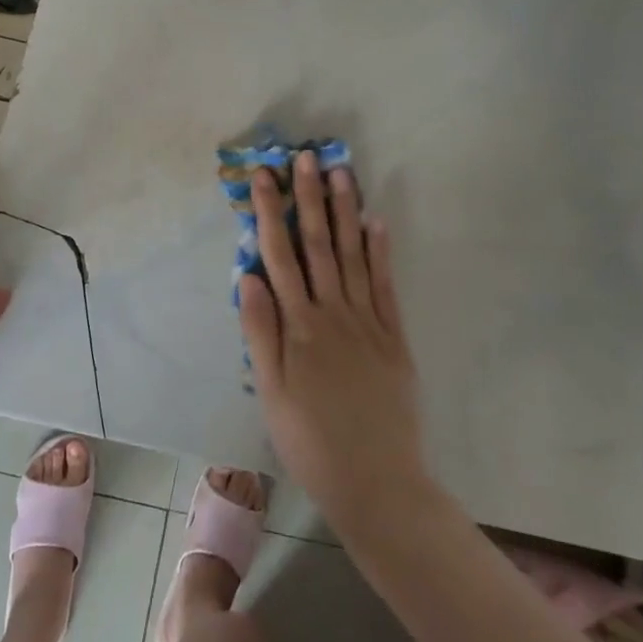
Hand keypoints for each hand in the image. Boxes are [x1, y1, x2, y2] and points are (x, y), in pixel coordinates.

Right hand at [237, 152, 429, 535]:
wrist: (377, 484)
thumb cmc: (311, 440)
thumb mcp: (271, 392)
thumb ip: (260, 330)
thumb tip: (248, 274)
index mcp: (299, 326)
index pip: (280, 255)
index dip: (270, 213)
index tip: (264, 176)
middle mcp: (333, 313)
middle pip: (318, 245)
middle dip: (310, 198)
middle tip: (307, 157)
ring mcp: (368, 322)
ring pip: (354, 255)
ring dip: (345, 212)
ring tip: (342, 173)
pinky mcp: (394, 337)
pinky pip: (386, 285)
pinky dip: (381, 251)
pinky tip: (376, 222)